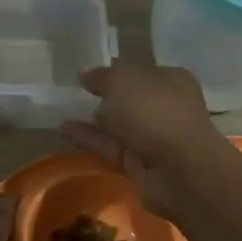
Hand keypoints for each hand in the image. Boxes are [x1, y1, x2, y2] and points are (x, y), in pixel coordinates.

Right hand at [60, 64, 232, 220]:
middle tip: (73, 92)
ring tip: (62, 111)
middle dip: (106, 97)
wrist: (179, 169)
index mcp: (171, 80)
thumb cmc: (155, 112)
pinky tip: (63, 130)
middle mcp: (165, 107)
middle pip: (130, 99)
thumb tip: (86, 75)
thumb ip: (102, 76)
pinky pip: (110, 146)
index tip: (88, 74)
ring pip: (119, 125)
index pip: (140, 71)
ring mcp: (153, 137)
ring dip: (93, 120)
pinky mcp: (139, 164)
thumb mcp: (123, 81)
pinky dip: (89, 139)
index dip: (115, 70)